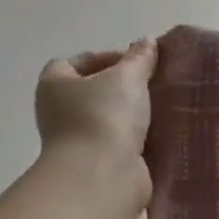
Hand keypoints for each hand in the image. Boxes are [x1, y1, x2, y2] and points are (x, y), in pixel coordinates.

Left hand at [34, 39, 156, 203]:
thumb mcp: (127, 76)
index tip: (135, 63)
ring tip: (163, 105)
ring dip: (133, 112)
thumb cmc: (105, 117)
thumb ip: (139, 58)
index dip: (104, 57)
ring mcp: (78, 139)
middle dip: (123, 86)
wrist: (101, 176)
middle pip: (93, 90)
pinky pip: (121, 141)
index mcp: (55, 85)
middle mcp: (59, 111)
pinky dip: (138, 136)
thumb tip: (146, 42)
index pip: (74, 62)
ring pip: (109, 117)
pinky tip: (161, 130)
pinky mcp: (98, 161)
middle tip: (153, 83)